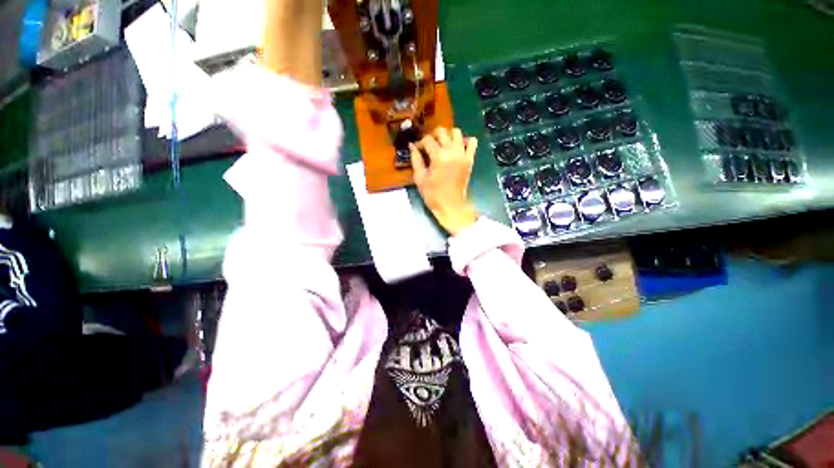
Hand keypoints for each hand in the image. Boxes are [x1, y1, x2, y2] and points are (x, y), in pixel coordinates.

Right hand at [410, 127, 478, 235]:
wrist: (451, 206)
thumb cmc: (433, 195)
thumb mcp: (420, 178)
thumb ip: (415, 159)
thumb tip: (412, 146)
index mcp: (439, 156)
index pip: (427, 140)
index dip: (420, 143)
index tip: (416, 149)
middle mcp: (452, 151)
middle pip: (442, 132)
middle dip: (432, 136)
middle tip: (428, 146)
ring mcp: (463, 155)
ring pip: (457, 132)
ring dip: (447, 135)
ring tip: (442, 145)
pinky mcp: (470, 160)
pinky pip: (472, 142)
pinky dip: (465, 141)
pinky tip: (457, 147)